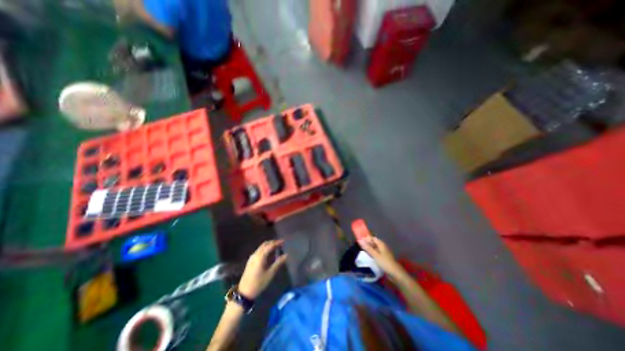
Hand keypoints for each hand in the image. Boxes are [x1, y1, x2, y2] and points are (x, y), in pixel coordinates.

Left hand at [240, 241, 287, 298]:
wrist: (244, 292)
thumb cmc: (259, 283)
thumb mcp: (270, 273)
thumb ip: (278, 263)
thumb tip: (286, 255)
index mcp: (260, 256)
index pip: (270, 246)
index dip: (277, 242)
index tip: (283, 241)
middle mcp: (255, 254)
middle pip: (265, 244)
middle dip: (272, 242)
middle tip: (280, 243)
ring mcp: (252, 257)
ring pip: (261, 247)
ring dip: (269, 245)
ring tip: (276, 248)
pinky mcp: (250, 261)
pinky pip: (259, 251)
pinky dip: (265, 249)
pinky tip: (269, 254)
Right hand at [357, 236, 404, 279]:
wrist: (395, 273)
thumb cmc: (384, 262)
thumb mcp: (375, 255)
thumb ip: (367, 248)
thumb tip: (359, 240)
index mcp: (381, 244)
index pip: (373, 238)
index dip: (367, 239)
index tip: (360, 241)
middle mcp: (383, 247)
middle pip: (374, 243)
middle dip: (368, 244)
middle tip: (360, 246)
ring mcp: (384, 253)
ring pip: (375, 248)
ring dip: (370, 249)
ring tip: (363, 251)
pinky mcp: (384, 258)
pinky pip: (377, 253)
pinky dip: (372, 253)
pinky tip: (369, 256)